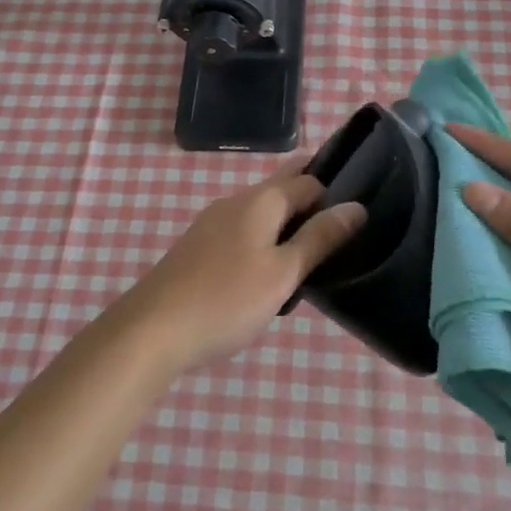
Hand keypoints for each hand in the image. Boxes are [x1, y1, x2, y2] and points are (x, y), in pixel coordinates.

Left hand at [110, 162, 367, 374]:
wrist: (151, 330)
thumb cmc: (226, 299)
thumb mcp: (283, 272)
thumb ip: (319, 238)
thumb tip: (357, 206)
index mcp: (259, 200)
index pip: (308, 181)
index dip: (334, 192)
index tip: (359, 213)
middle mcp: (234, 202)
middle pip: (280, 188)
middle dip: (309, 199)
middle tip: (339, 228)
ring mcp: (211, 224)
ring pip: (260, 212)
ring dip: (286, 222)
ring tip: (312, 253)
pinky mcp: (198, 248)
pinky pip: (242, 231)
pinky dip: (263, 239)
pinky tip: (270, 269)